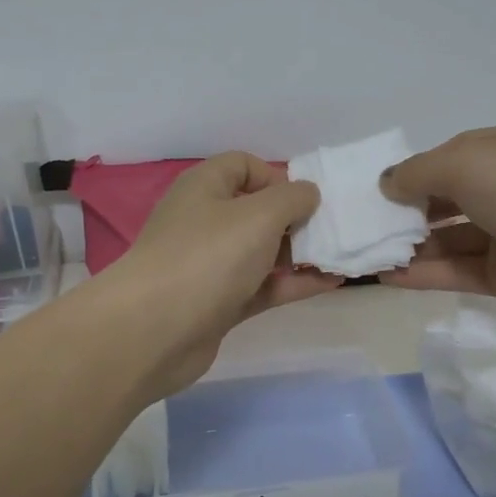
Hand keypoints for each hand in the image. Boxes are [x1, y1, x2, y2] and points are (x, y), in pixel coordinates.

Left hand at [114, 152, 342, 394]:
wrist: (155, 330)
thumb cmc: (208, 256)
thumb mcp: (259, 214)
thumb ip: (292, 198)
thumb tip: (307, 194)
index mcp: (204, 188)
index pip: (242, 166)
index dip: (276, 176)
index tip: (305, 199)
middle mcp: (204, 222)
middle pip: (256, 211)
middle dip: (295, 218)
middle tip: (332, 230)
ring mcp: (210, 266)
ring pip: (261, 252)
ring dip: (299, 253)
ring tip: (340, 256)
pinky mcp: (219, 304)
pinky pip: (263, 287)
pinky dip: (293, 284)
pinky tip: (330, 283)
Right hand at [379, 123, 495, 335]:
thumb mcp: (467, 163)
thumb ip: (419, 172)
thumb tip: (387, 184)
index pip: (447, 158)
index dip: (410, 172)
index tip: (373, 192)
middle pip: (445, 199)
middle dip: (405, 211)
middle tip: (362, 227)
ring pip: (449, 239)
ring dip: (410, 246)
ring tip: (365, 255)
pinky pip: (458, 272)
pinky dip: (424, 274)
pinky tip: (387, 277)